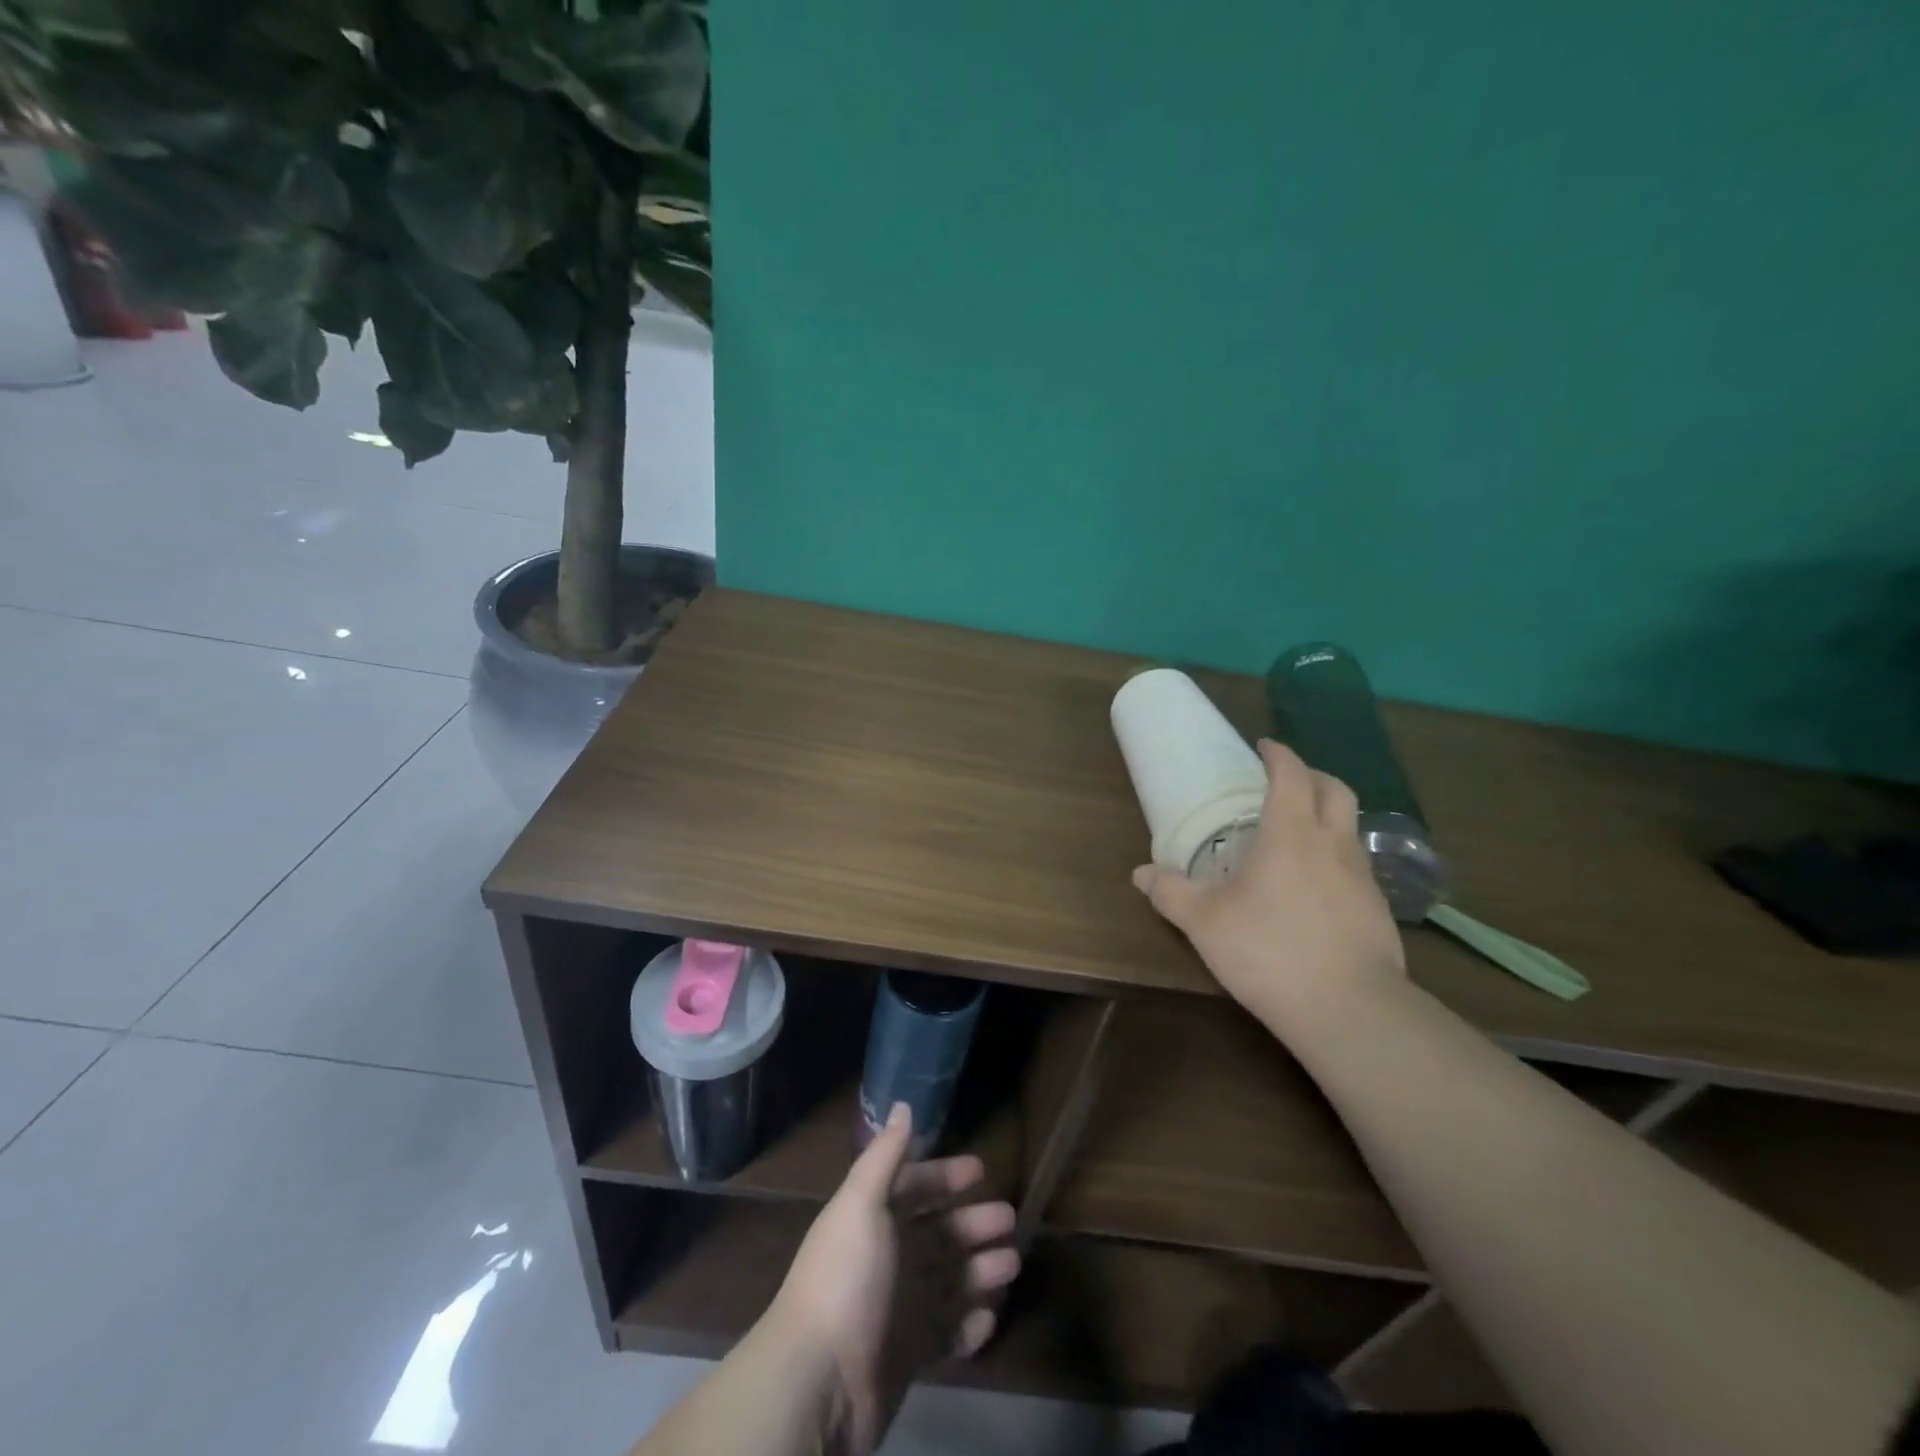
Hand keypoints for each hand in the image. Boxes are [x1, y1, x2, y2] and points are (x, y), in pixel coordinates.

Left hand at [764, 1103, 1019, 1455]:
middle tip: (1010, 1219)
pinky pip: (946, 1335)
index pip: (915, 1187)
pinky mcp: (908, 1355)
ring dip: (980, 1271)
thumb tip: (902, 1104)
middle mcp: (887, 1257)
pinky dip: (969, 1326)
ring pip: (949, 1281)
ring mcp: (898, 1308)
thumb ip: (885, 1154)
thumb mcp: (861, 1203)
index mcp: (873, 1219)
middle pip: (939, 1234)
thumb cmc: (846, 1277)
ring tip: (1012, 1263)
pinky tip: (989, 1317)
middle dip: (973, 1224)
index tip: (981, 1169)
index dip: (945, 1176)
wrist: (819, 1380)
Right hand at [1131, 738, 1406, 1034]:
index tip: (1263, 747)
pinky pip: (1356, 864)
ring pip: (1350, 826)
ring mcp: (1363, 877)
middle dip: (1311, 775)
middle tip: (1285, 781)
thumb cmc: (1269, 951)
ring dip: (1327, 816)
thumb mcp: (1205, 923)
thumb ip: (1170, 893)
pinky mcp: (1378, 910)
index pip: (1291, 775)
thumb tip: (1141, 874)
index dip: (1278, 755)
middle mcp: (1333, 844)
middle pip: (1335, 789)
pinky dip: (1336, 856)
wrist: (1349, 1010)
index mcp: (1291, 833)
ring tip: (1297, 834)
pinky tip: (1315, 886)